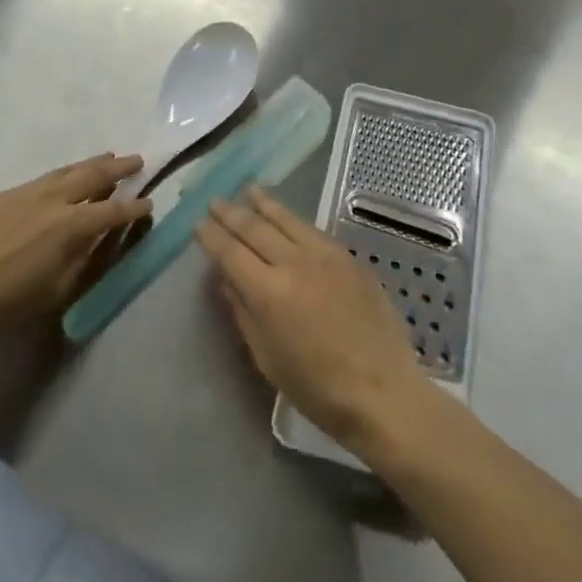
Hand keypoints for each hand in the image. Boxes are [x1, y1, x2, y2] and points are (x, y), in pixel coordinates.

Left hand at [0, 154, 151, 347]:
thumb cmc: (4, 303)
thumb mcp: (56, 292)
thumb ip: (84, 262)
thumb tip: (102, 241)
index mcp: (70, 227)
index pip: (113, 211)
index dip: (134, 208)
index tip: (148, 204)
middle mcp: (53, 201)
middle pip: (93, 177)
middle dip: (118, 169)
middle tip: (136, 160)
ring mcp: (24, 194)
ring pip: (66, 171)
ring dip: (90, 164)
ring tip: (107, 157)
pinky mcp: (1, 196)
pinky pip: (40, 180)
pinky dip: (60, 175)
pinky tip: (61, 179)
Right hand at [197, 188, 426, 454]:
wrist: (383, 391)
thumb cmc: (317, 388)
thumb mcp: (267, 358)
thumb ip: (243, 313)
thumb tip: (227, 280)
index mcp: (268, 292)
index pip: (231, 253)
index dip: (212, 236)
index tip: (198, 223)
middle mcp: (294, 263)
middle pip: (255, 229)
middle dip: (232, 213)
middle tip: (215, 200)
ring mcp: (325, 256)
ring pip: (287, 220)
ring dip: (264, 204)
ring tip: (248, 190)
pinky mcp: (349, 258)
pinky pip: (313, 230)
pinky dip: (293, 218)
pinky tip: (286, 215)